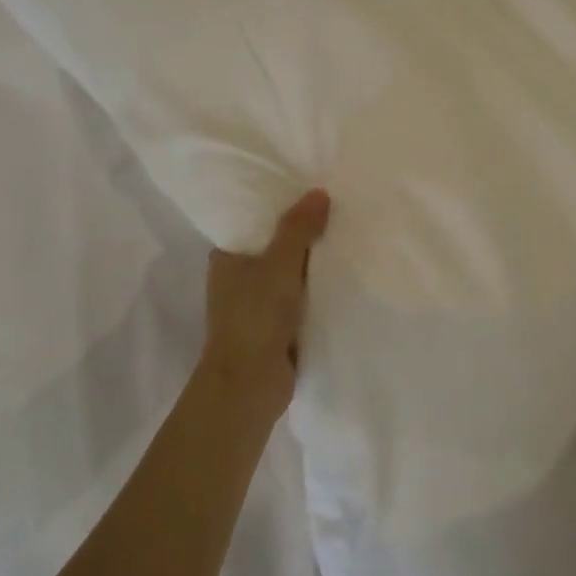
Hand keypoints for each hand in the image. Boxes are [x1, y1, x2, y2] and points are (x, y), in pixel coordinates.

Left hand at [201, 189, 330, 420]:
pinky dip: (318, 287)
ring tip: (348, 235)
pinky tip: (345, 273)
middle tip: (339, 208)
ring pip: (291, 273)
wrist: (249, 385)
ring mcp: (258, 304)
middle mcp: (238, 278)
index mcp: (227, 258)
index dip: (282, 207)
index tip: (311, 190)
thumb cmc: (254, 316)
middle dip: (304, 233)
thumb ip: (298, 228)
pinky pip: (302, 296)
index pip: (255, 222)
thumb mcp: (279, 263)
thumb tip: (319, 193)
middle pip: (276, 246)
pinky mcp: (277, 326)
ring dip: (314, 262)